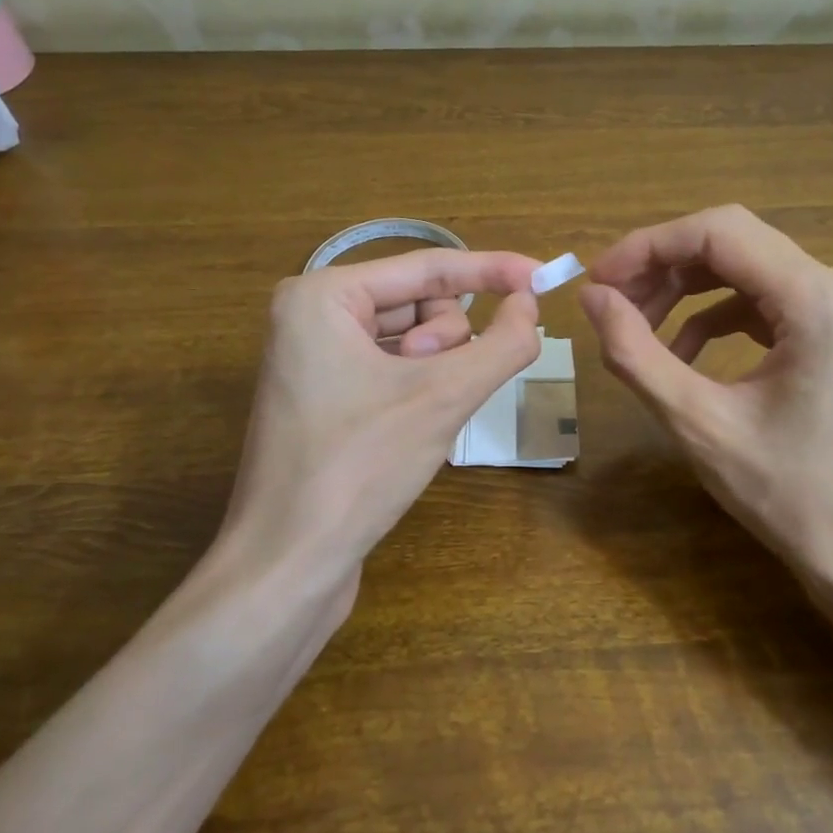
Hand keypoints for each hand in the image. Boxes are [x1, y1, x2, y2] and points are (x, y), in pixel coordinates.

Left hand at [220, 249, 541, 585]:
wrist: (287, 566)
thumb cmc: (358, 468)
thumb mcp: (443, 398)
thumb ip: (502, 343)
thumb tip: (532, 305)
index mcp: (322, 296)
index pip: (428, 267)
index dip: (493, 270)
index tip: (545, 276)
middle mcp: (312, 315)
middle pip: (419, 303)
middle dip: (446, 343)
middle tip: (435, 389)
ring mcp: (315, 357)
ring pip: (412, 338)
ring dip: (436, 371)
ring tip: (419, 416)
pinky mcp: (325, 396)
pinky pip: (393, 367)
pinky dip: (420, 388)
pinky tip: (415, 427)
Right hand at [579, 207, 832, 624]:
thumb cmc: (792, 497)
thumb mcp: (700, 425)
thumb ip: (637, 354)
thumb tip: (592, 298)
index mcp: (814, 298)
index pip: (718, 232)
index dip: (647, 246)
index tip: (597, 281)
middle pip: (731, 243)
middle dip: (662, 266)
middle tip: (610, 303)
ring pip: (743, 270)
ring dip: (684, 290)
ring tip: (636, 327)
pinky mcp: (830, 337)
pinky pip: (760, 304)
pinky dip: (712, 318)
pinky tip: (680, 355)